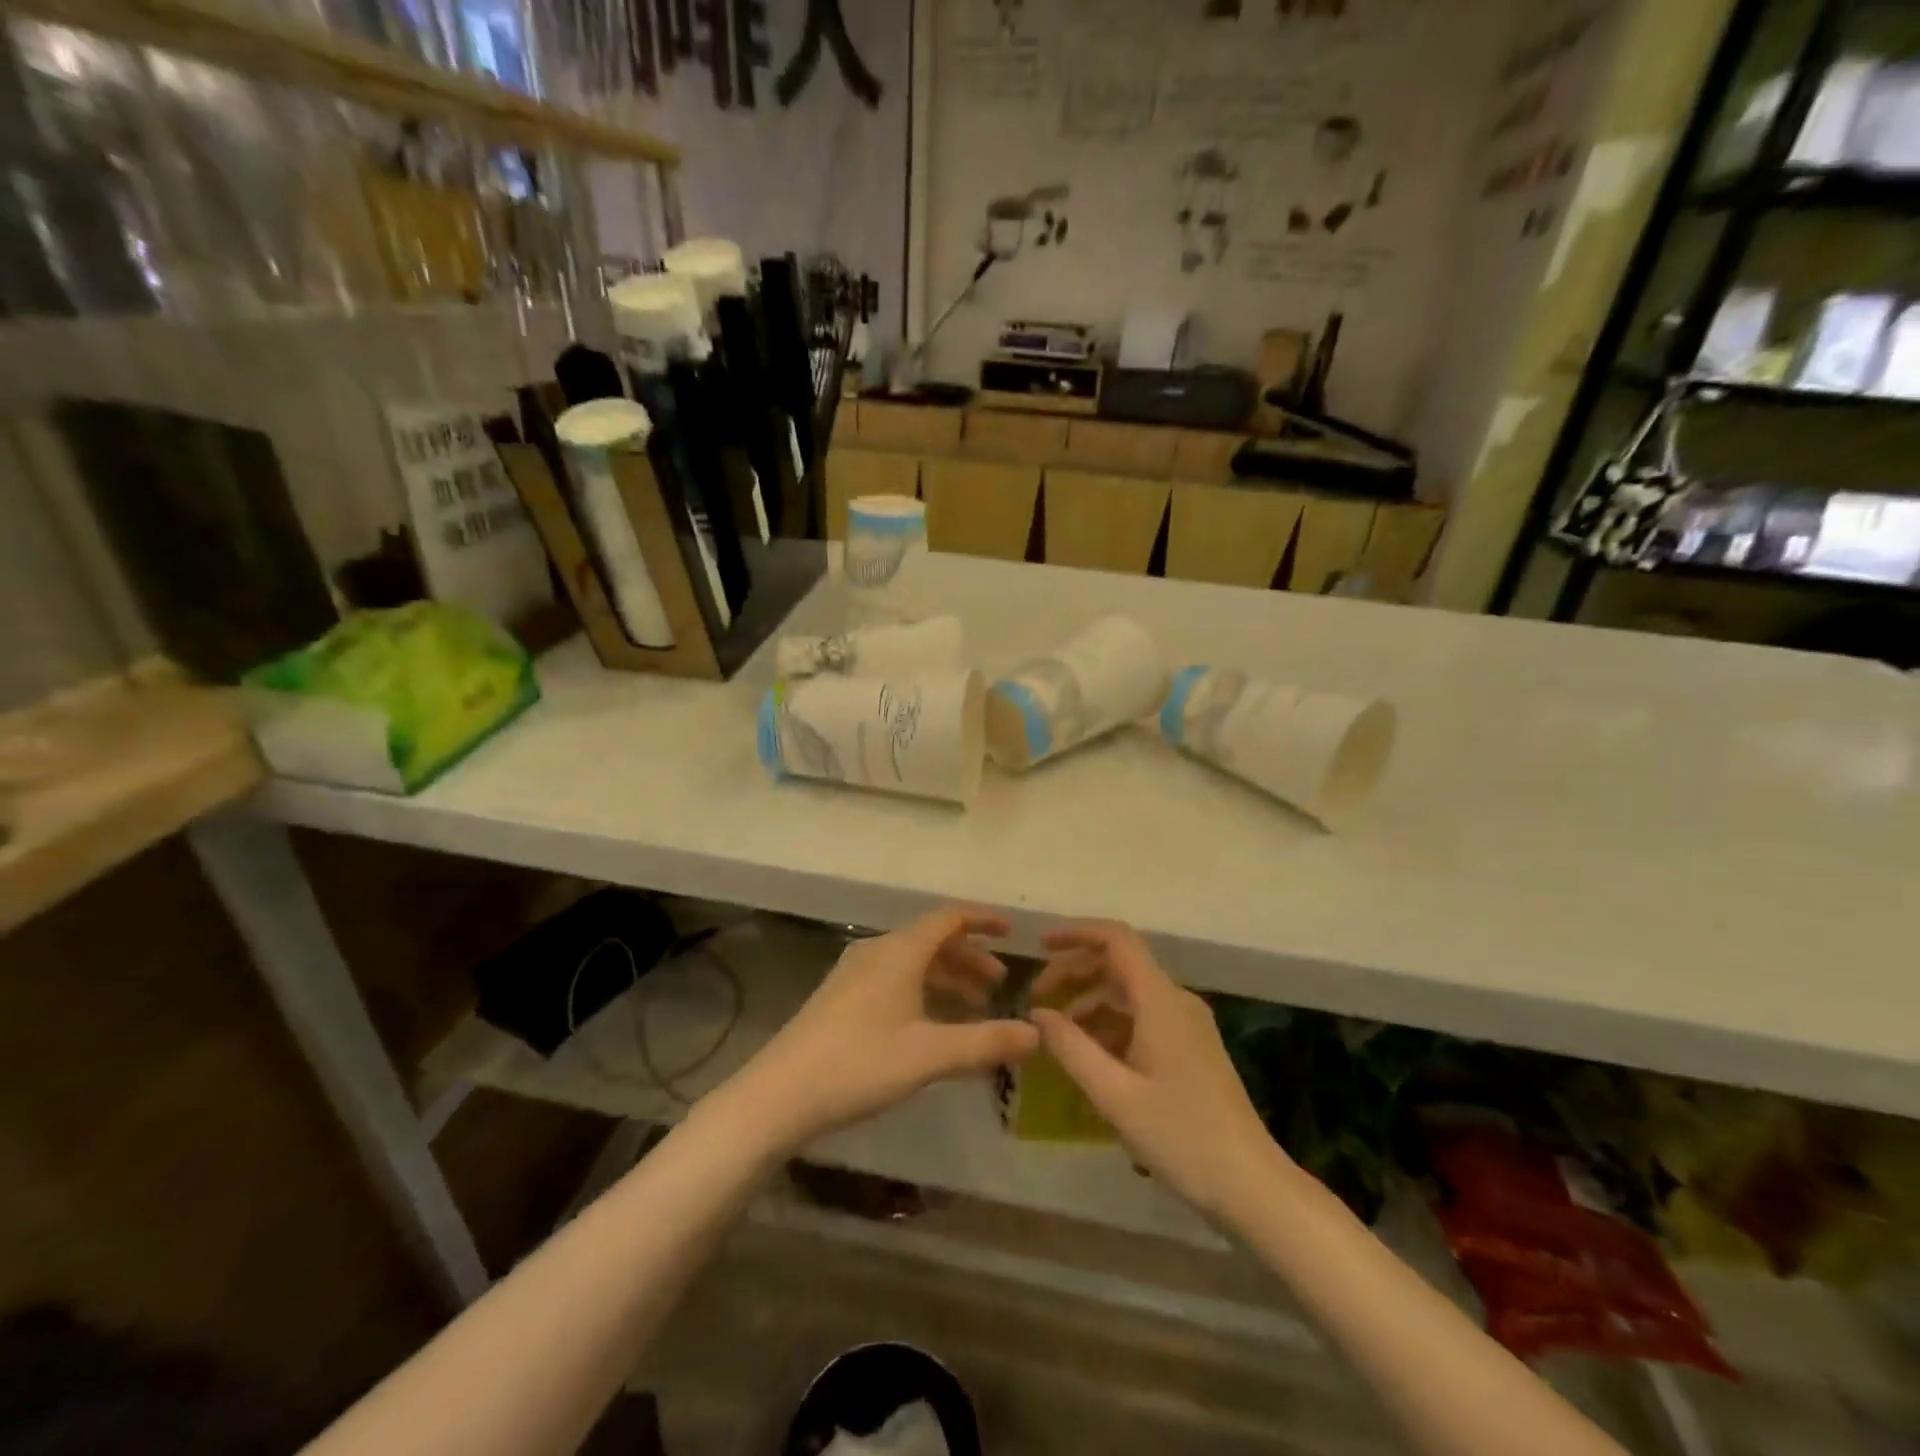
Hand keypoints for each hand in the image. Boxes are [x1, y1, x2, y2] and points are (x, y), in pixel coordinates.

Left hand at [725, 907, 1038, 1150]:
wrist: (780, 1093)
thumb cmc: (859, 1064)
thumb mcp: (929, 1055)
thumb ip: (985, 1043)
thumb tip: (1037, 1034)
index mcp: (899, 951)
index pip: (949, 918)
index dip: (982, 920)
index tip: (1011, 932)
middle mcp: (877, 951)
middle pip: (932, 940)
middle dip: (968, 958)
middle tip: (998, 985)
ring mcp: (854, 973)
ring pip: (912, 961)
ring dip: (946, 976)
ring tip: (973, 1006)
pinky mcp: (840, 996)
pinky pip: (893, 977)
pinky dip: (922, 989)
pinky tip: (930, 1023)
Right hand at [1030, 920, 1285, 1220]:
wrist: (1252, 1186)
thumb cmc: (1181, 1137)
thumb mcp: (1114, 1095)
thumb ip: (1071, 1048)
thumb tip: (1037, 1014)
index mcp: (1160, 1000)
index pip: (1116, 939)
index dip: (1076, 933)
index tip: (1039, 945)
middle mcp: (1175, 1001)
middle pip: (1119, 964)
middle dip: (1075, 973)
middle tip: (1036, 1000)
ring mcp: (1186, 1025)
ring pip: (1129, 994)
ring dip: (1089, 1002)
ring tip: (1056, 1034)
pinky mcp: (1191, 1049)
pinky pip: (1142, 1019)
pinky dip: (1110, 1025)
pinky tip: (1090, 1057)